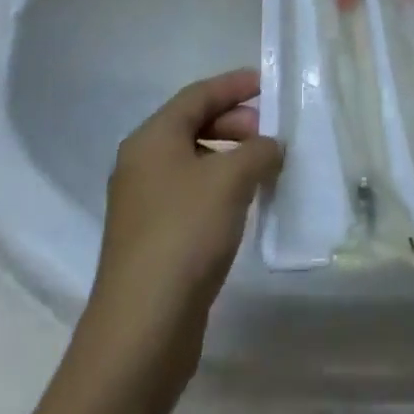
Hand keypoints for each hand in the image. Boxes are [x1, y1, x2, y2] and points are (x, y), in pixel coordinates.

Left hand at [77, 68, 281, 399]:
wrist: (142, 329)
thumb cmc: (185, 235)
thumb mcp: (231, 180)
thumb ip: (258, 151)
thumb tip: (271, 146)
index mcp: (151, 139)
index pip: (197, 95)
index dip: (234, 85)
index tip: (268, 83)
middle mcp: (142, 164)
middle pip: (193, 125)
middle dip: (235, 122)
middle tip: (271, 133)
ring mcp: (145, 203)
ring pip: (194, 161)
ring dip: (231, 156)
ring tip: (266, 167)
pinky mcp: (154, 237)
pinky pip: (193, 193)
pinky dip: (221, 186)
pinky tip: (246, 203)